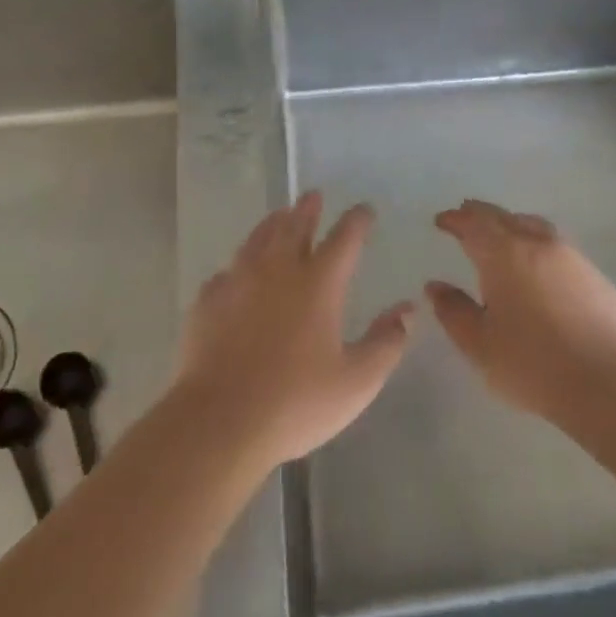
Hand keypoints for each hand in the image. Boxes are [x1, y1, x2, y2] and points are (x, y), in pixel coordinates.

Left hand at [174, 192, 413, 470]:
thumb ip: (386, 342)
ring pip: (257, 240)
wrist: (219, 421)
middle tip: (312, 195)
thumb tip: (408, 308)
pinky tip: (235, 273)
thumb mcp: (357, 381)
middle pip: (294, 226)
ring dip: (272, 224)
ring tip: (278, 215)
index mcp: (319, 284)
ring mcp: (238, 282)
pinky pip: (226, 272)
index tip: (364, 209)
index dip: (357, 221)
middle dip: (308, 209)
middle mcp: (278, 271)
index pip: (344, 239)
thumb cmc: (296, 402)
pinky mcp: (207, 302)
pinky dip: (238, 265)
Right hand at [427, 199, 615, 423]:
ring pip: (535, 226)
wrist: (606, 382)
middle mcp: (538, 244)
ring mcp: (572, 257)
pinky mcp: (595, 276)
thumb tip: (435, 286)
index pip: (474, 224)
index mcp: (504, 255)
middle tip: (466, 216)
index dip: (456, 219)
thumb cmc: (532, 364)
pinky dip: (538, 245)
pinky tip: (538, 265)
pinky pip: (557, 247)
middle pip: (505, 218)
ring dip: (512, 224)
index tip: (442, 220)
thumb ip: (454, 311)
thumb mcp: (479, 344)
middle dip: (481, 215)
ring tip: (502, 234)